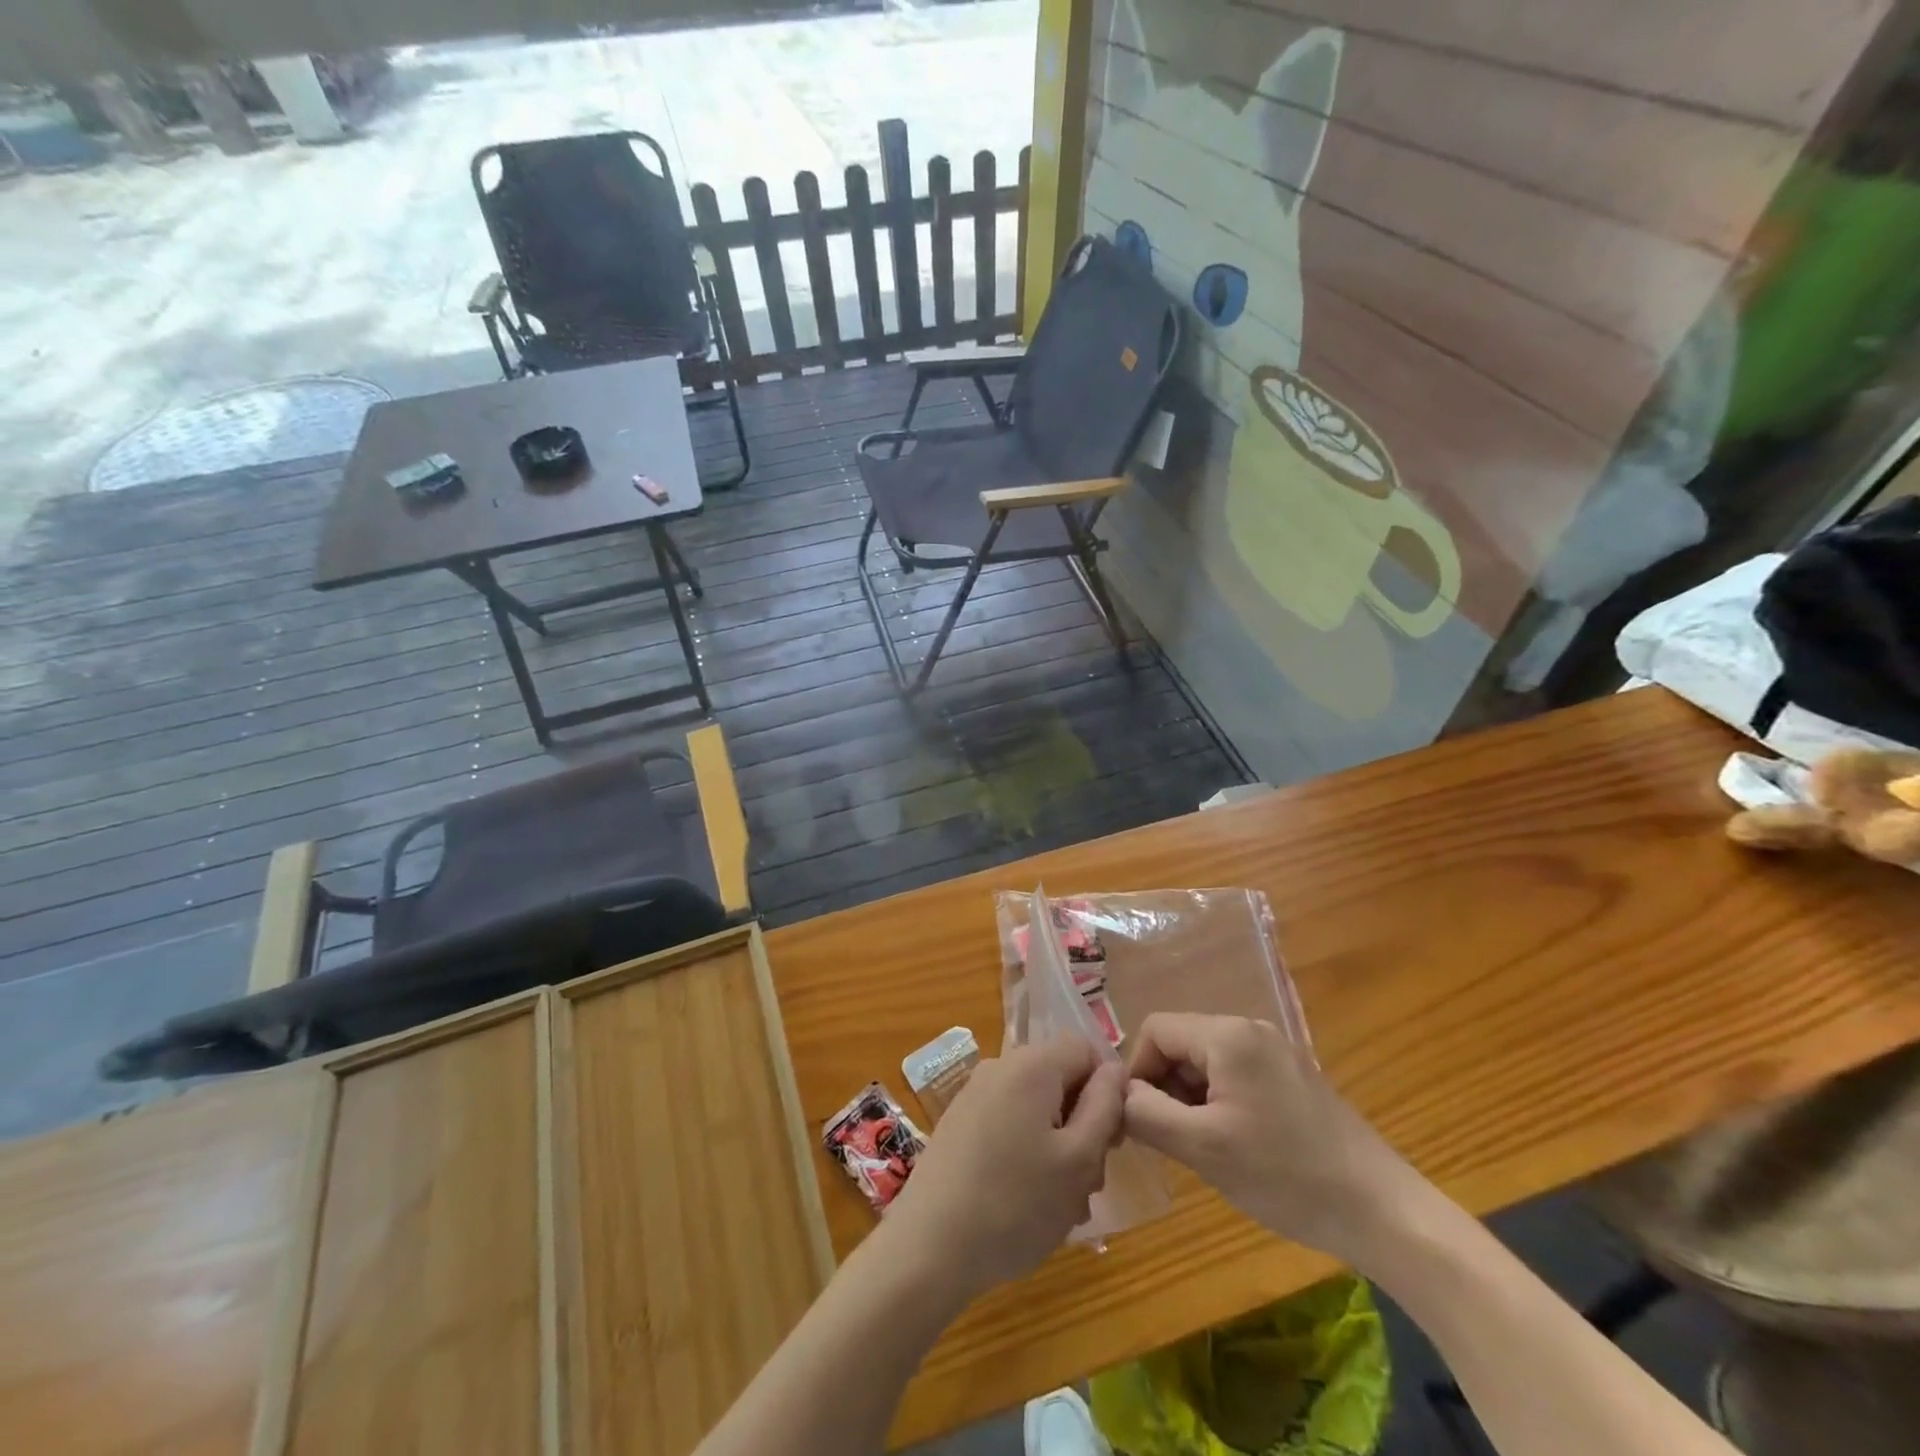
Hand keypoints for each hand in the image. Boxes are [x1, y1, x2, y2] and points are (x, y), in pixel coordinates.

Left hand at [883, 1035, 1123, 1297]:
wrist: (928, 1248)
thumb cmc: (1015, 1204)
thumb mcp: (1078, 1159)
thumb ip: (1104, 1106)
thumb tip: (1114, 1070)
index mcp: (1031, 1065)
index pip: (1085, 1049)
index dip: (1107, 1089)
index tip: (1110, 1140)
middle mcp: (1000, 1067)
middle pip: (1060, 1080)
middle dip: (1083, 1127)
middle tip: (1087, 1183)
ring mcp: (975, 1095)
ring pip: (1037, 1108)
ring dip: (1059, 1149)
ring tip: (1060, 1206)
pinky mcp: (960, 1124)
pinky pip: (1010, 1124)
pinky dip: (1028, 1155)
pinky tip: (1028, 1205)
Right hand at [1122, 1013, 1419, 1263]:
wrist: (1381, 1211)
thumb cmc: (1285, 1175)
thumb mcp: (1202, 1148)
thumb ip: (1146, 1113)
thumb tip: (1115, 1093)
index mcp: (1227, 1034)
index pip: (1155, 1030)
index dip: (1136, 1071)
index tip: (1139, 1122)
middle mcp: (1249, 1028)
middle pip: (1180, 1043)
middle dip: (1163, 1086)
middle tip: (1169, 1140)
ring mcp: (1275, 1050)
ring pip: (1205, 1061)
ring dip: (1189, 1097)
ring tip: (1202, 1147)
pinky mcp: (1291, 1075)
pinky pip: (1234, 1074)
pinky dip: (1218, 1101)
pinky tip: (1232, 1144)